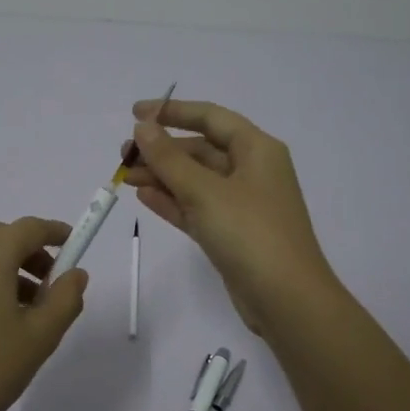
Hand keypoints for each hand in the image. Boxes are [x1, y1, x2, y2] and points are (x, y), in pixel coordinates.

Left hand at [0, 217, 88, 410]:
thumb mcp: (41, 337)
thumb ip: (65, 297)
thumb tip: (74, 273)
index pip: (29, 228)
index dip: (56, 233)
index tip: (74, 245)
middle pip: (2, 237)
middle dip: (31, 253)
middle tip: (52, 285)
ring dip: (7, 268)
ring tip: (26, 308)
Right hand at [122, 99, 336, 334]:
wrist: (286, 299)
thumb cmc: (250, 233)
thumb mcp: (205, 191)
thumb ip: (169, 158)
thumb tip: (143, 127)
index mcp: (257, 150)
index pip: (211, 118)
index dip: (173, 111)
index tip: (135, 113)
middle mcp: (252, 171)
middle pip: (201, 150)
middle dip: (162, 150)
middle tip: (123, 155)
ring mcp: (242, 204)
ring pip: (195, 181)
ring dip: (162, 176)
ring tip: (124, 177)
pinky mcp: (232, 233)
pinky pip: (197, 207)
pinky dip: (172, 201)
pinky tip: (143, 196)